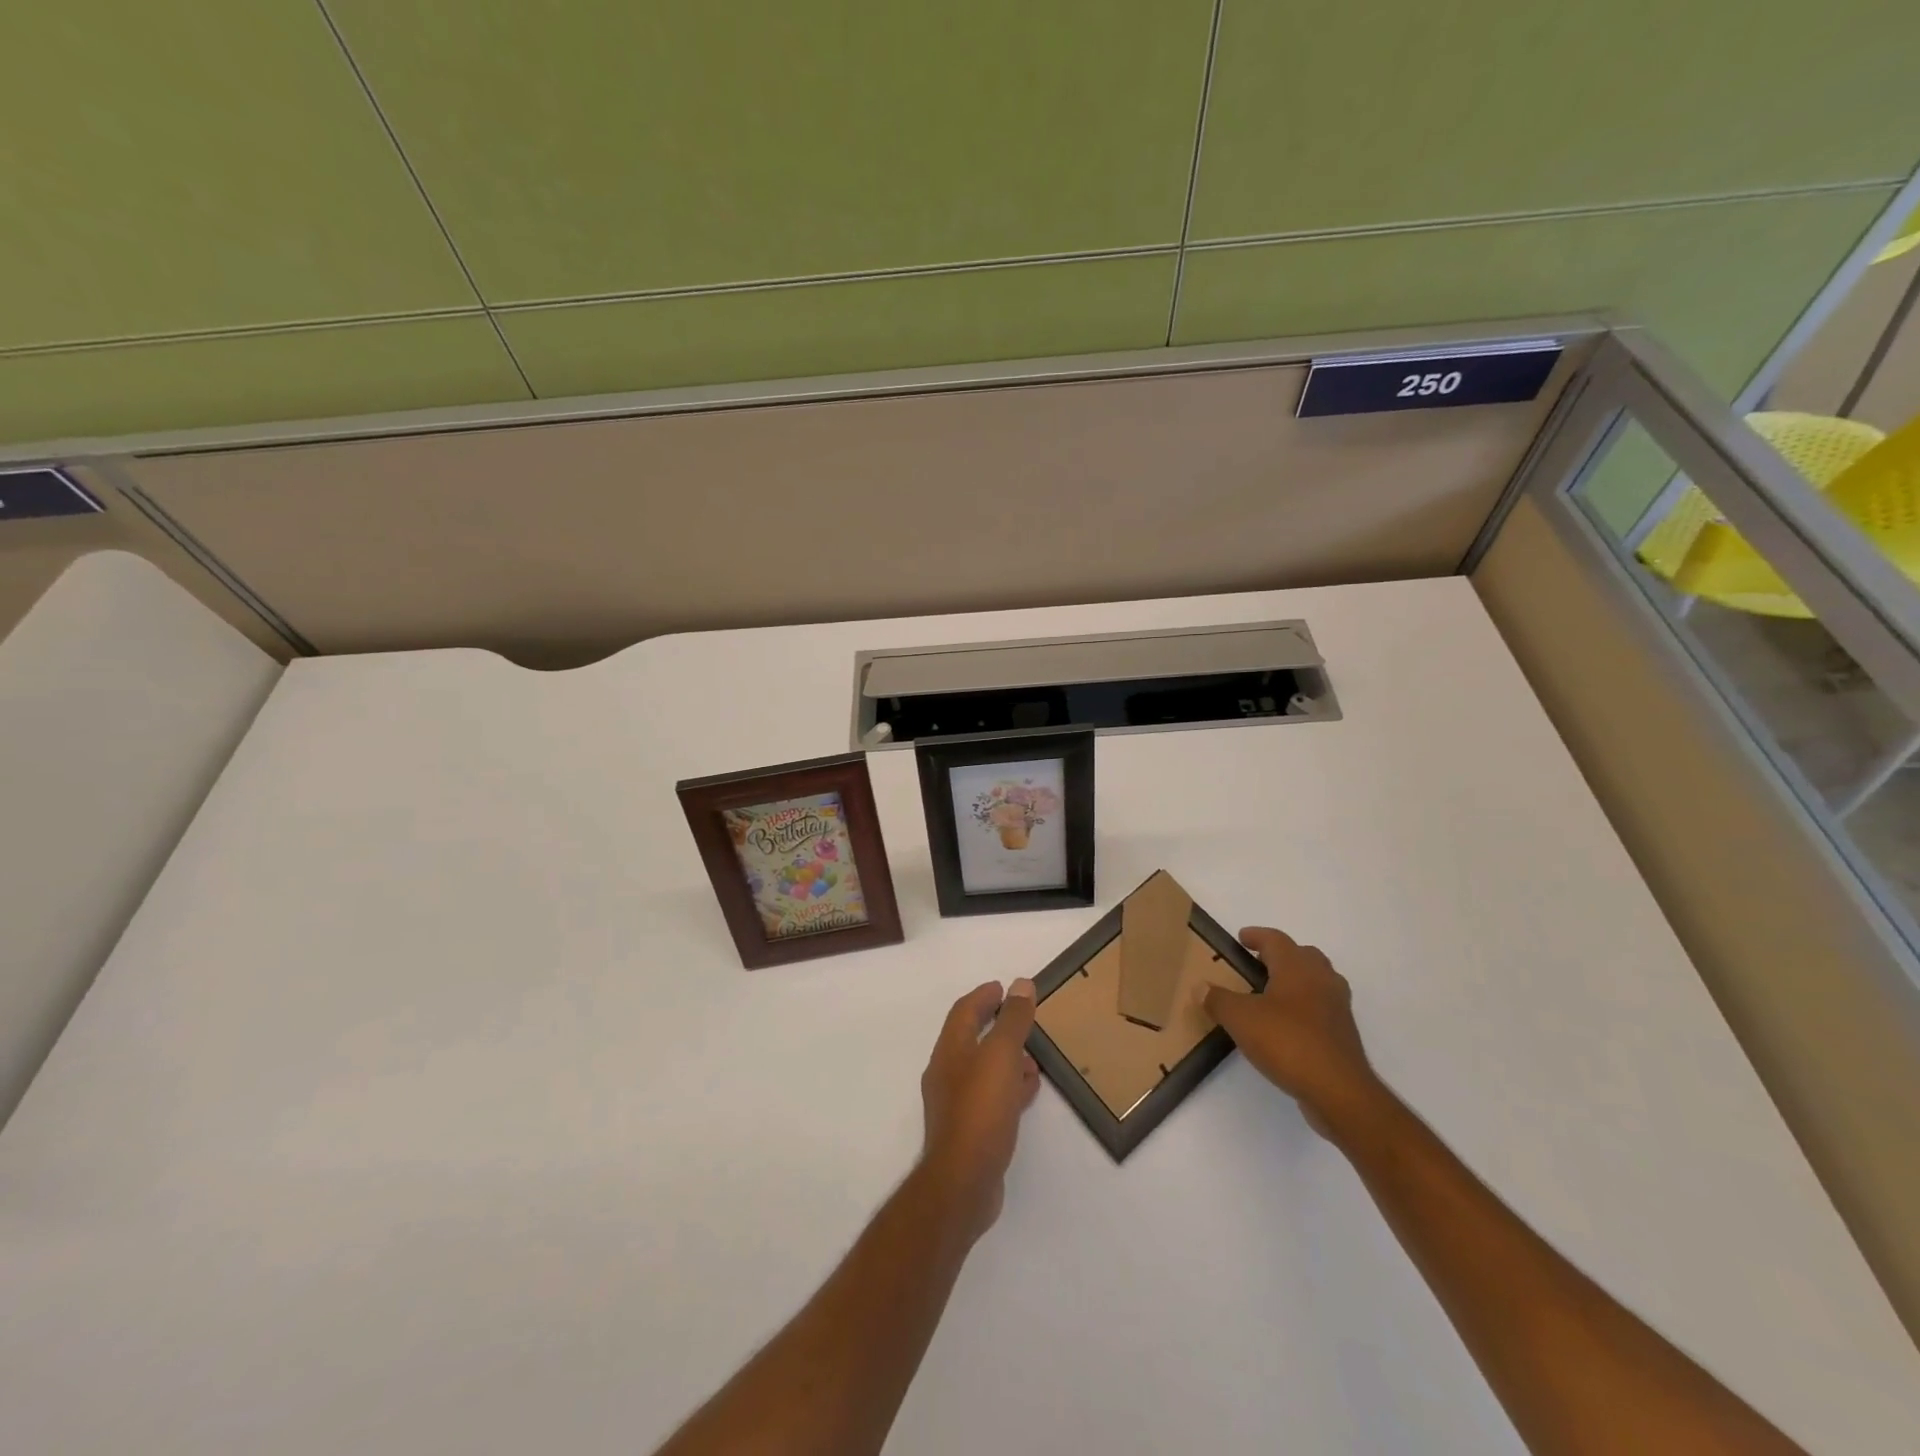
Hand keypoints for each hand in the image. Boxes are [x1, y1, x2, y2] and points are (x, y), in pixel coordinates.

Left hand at [918, 979, 1040, 1242]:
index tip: (1003, 988)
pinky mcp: (968, 1130)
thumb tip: (1021, 984)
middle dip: (996, 1026)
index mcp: (950, 1050)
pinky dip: (1008, 1085)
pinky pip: (990, 1096)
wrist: (963, 1182)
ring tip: (1034, 1058)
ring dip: (1005, 1057)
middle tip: (1022, 1019)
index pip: (964, 1011)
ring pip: (983, 1069)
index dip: (983, 996)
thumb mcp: (1001, 1056)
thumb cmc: (980, 1110)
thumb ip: (1012, 1020)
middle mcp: (947, 1073)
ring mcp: (956, 1104)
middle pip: (971, 1038)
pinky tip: (1028, 1091)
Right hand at [1203, 928, 1384, 1139]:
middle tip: (1259, 963)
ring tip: (1273, 993)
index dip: (1257, 936)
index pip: (1276, 940)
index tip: (1242, 938)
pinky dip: (1306, 1008)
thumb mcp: (1240, 1019)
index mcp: (1296, 968)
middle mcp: (1321, 980)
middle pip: (1304, 955)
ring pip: (1318, 981)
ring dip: (1298, 980)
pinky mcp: (1344, 1035)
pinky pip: (1323, 1009)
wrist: (1339, 1091)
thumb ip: (1217, 1000)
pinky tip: (1288, 1025)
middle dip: (1282, 955)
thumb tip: (1199, 987)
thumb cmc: (1287, 1042)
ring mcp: (1337, 1008)